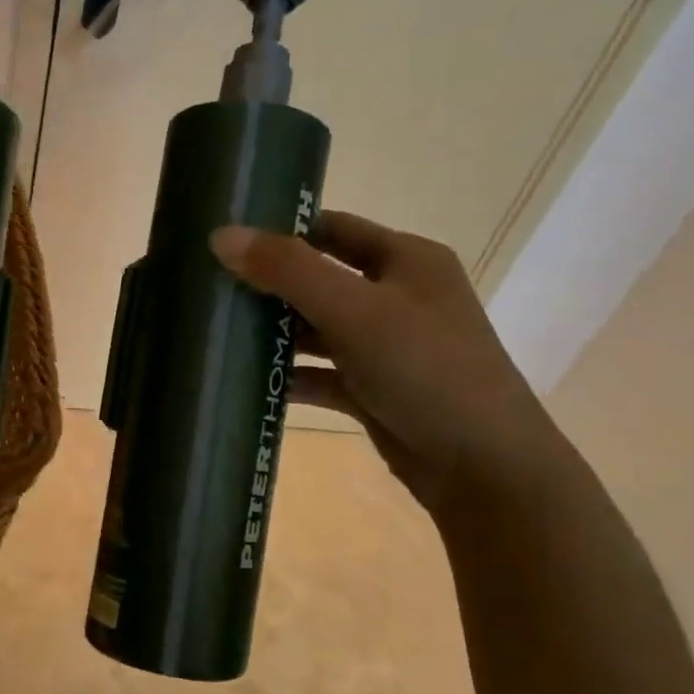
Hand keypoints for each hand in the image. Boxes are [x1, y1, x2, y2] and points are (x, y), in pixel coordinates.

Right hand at [211, 211, 562, 509]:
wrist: (483, 465)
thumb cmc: (424, 369)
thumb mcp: (354, 310)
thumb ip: (288, 271)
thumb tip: (221, 235)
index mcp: (406, 260)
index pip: (333, 229)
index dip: (282, 230)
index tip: (226, 240)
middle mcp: (397, 297)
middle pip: (319, 280)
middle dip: (268, 286)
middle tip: (211, 291)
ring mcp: (386, 346)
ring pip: (317, 329)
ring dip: (275, 334)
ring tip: (218, 335)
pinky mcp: (374, 389)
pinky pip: (322, 374)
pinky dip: (290, 376)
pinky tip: (249, 383)